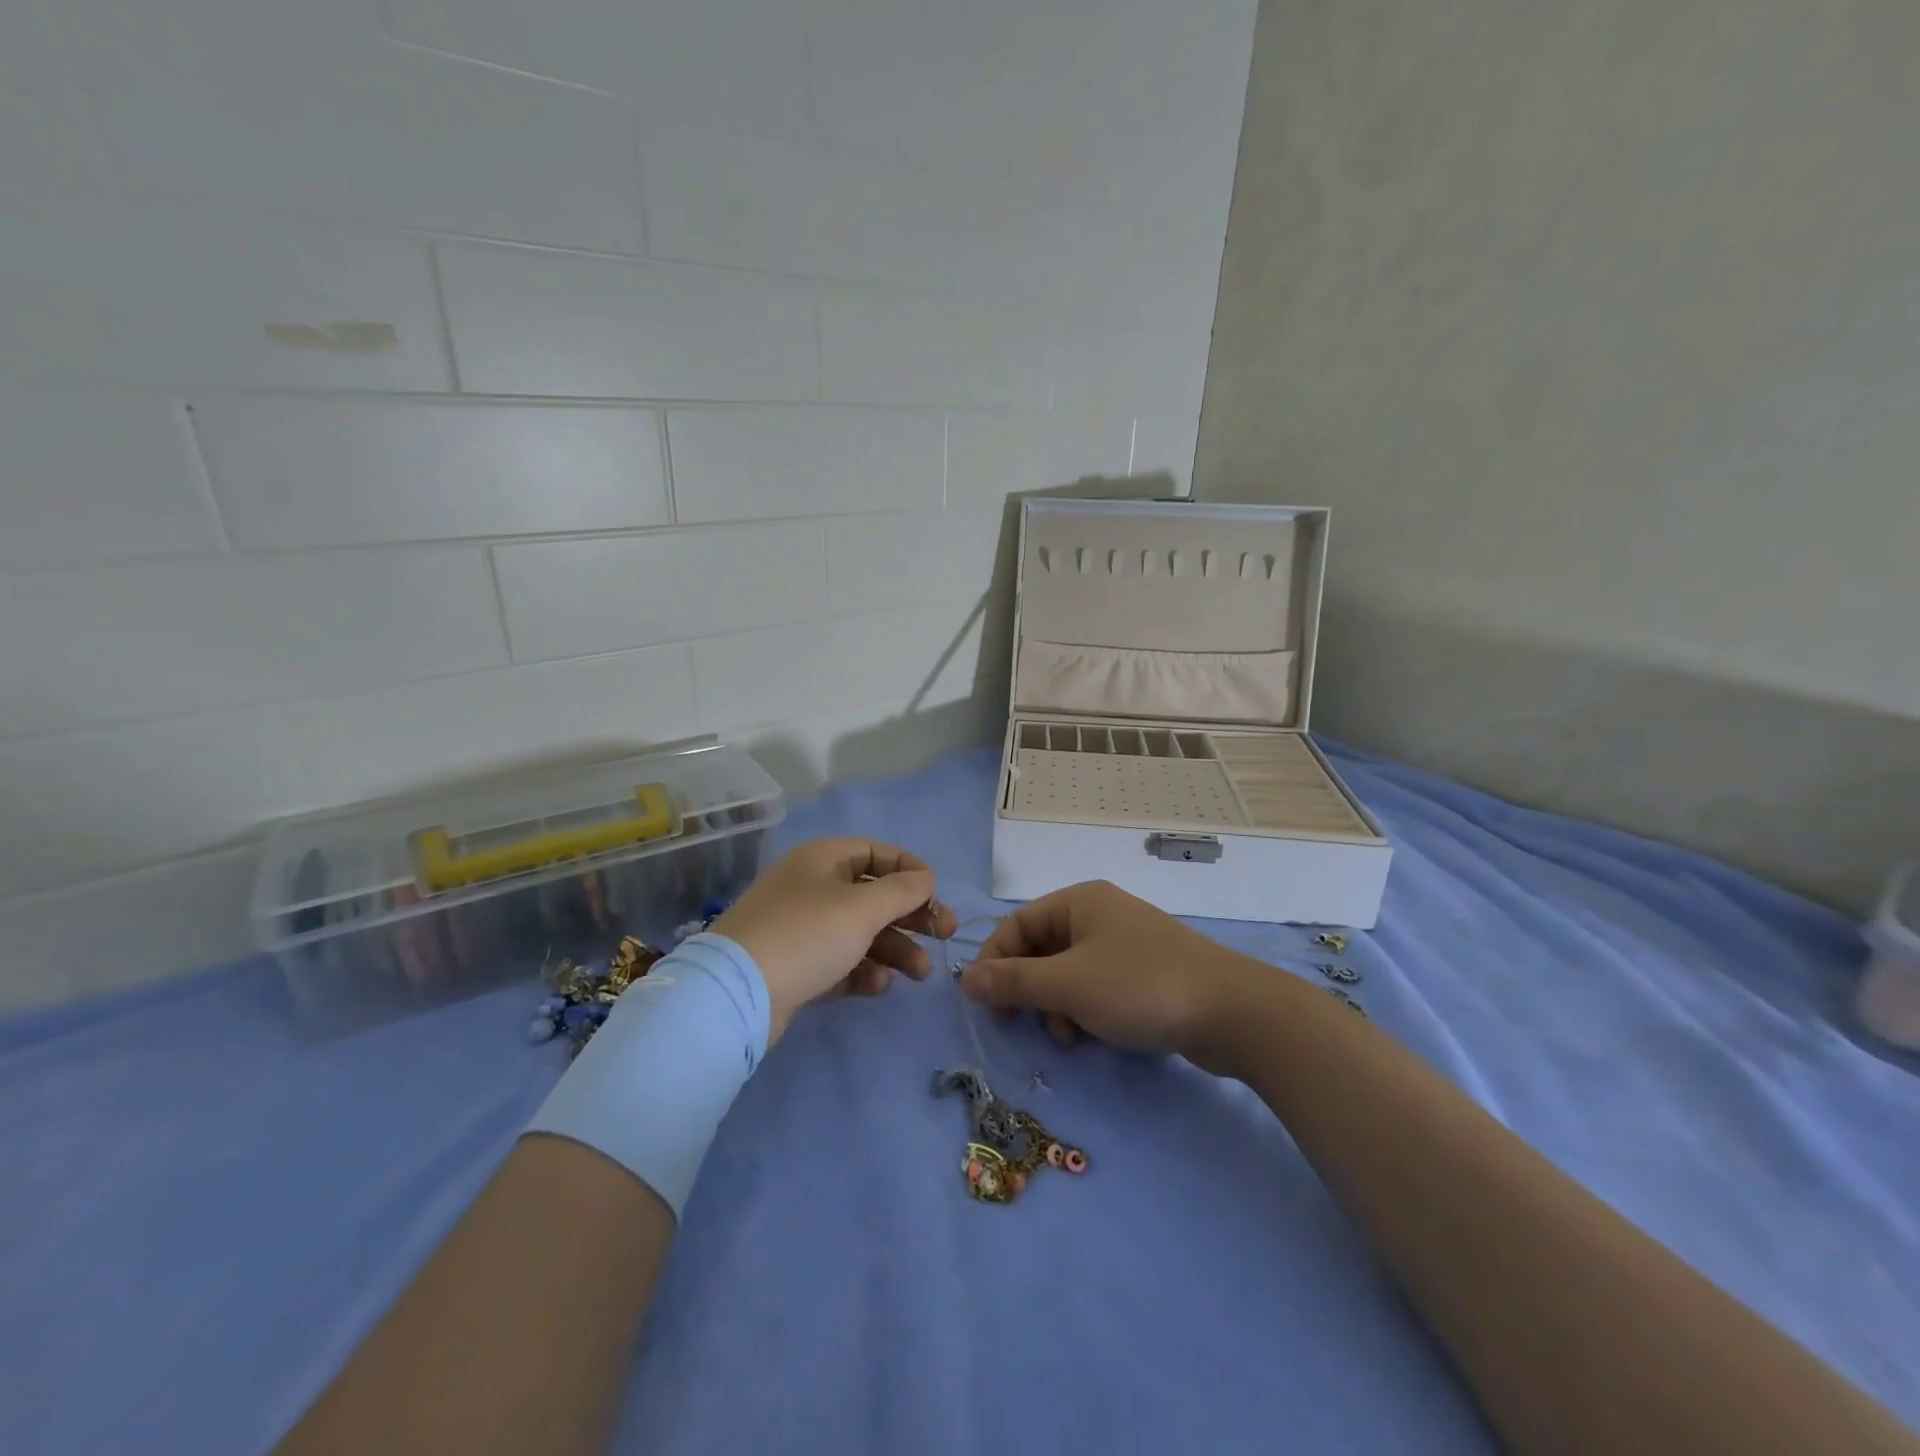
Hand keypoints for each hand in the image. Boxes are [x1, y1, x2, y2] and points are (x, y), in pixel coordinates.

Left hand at [712, 838, 954, 1044]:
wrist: (736, 994)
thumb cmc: (806, 935)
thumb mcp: (862, 907)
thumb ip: (903, 890)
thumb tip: (927, 878)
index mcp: (823, 860)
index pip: (877, 853)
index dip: (911, 870)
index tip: (936, 895)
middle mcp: (812, 887)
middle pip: (873, 895)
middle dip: (911, 916)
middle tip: (945, 935)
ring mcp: (802, 928)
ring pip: (861, 932)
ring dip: (894, 949)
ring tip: (921, 973)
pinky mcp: (796, 966)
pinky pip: (841, 961)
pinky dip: (863, 969)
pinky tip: (878, 985)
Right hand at [960, 880, 1261, 1072]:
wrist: (1231, 1012)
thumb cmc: (1139, 987)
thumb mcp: (1068, 985)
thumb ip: (1013, 982)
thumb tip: (965, 979)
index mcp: (1079, 901)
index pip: (1017, 925)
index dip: (995, 962)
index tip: (983, 1003)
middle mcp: (1100, 914)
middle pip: (1042, 949)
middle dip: (1030, 990)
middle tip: (1023, 1025)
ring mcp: (1125, 943)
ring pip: (1068, 973)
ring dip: (1057, 1006)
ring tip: (1070, 1037)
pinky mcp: (1145, 972)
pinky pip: (1097, 986)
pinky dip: (1086, 1010)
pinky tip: (1094, 1036)